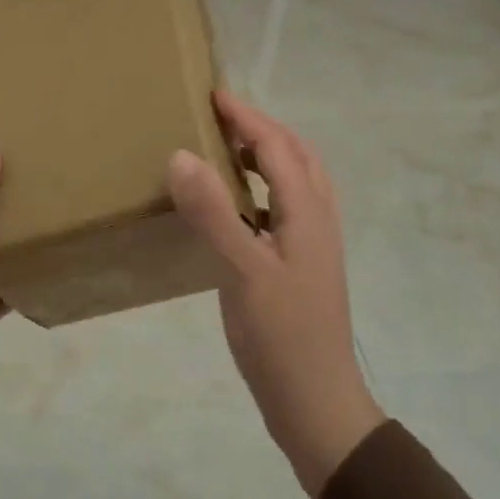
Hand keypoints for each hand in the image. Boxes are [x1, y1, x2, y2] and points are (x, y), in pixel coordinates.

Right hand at [167, 93, 383, 498]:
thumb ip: (214, 213)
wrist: (316, 404)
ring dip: (268, 157)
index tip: (213, 94)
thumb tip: (182, 155)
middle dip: (263, 129)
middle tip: (221, 118)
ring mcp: (312, 246)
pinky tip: (236, 209)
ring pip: (296, 183)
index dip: (247, 117)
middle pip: (297, 157)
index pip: (278, 147)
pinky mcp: (301, 268)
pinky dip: (263, 191)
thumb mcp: (243, 272)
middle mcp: (317, 220)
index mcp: (307, 213)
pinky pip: (285, 210)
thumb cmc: (281, 336)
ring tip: (227, 152)